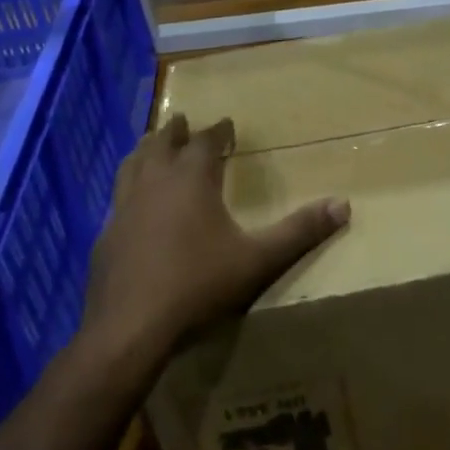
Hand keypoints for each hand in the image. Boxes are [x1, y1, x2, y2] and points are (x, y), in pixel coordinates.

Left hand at [80, 114, 348, 372]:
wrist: (130, 328)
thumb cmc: (198, 285)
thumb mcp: (258, 260)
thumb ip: (300, 231)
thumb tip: (343, 205)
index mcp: (191, 179)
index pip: (204, 141)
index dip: (217, 131)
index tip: (225, 124)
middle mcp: (155, 182)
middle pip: (162, 143)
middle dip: (175, 131)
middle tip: (182, 121)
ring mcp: (124, 208)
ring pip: (133, 164)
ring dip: (145, 150)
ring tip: (151, 145)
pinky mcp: (105, 235)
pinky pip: (117, 198)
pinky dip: (128, 188)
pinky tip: (131, 204)